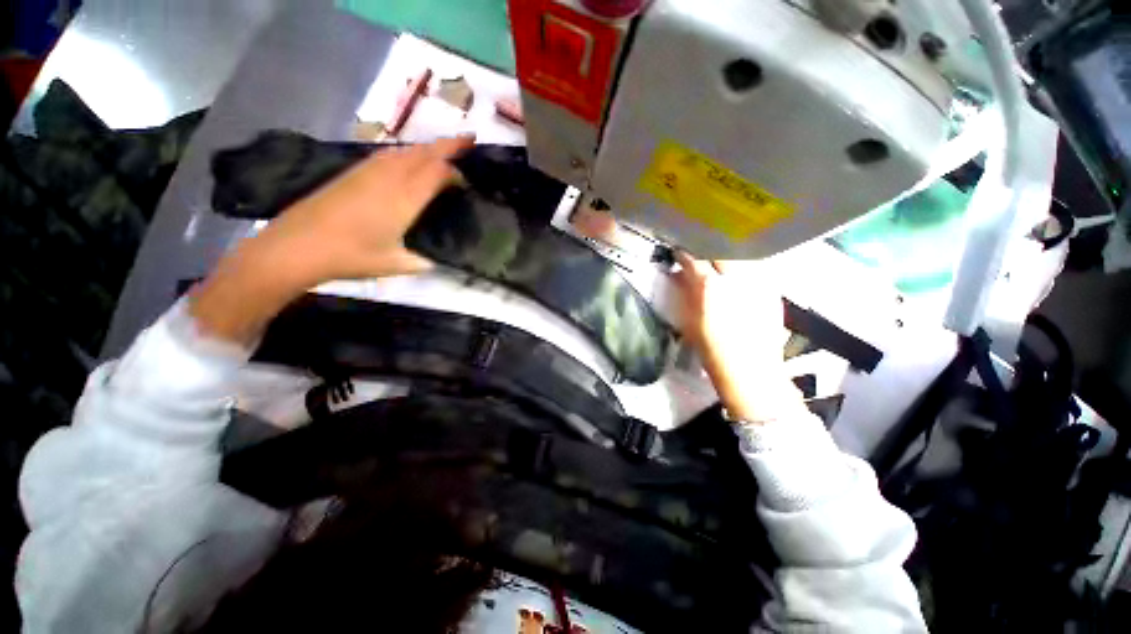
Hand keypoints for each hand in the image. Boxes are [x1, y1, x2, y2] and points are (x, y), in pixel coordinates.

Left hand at [255, 136, 473, 282]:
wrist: (297, 245)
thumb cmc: (351, 256)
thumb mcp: (395, 264)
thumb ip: (421, 261)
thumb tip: (434, 261)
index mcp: (404, 198)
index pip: (438, 171)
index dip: (456, 172)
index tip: (466, 182)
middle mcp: (389, 177)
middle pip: (424, 152)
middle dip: (449, 144)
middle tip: (469, 140)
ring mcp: (369, 171)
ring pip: (405, 150)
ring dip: (427, 148)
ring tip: (443, 151)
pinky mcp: (354, 172)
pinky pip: (388, 154)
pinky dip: (407, 153)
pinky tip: (408, 161)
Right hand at [672, 251, 799, 423]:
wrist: (750, 370)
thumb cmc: (712, 349)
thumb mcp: (690, 320)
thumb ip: (686, 292)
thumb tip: (680, 274)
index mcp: (710, 288)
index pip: (694, 259)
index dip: (685, 252)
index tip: (679, 251)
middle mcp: (737, 278)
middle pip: (721, 248)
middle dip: (707, 247)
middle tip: (699, 251)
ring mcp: (759, 282)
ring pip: (741, 254)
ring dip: (727, 253)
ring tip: (719, 259)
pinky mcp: (773, 289)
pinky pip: (756, 267)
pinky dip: (744, 265)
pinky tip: (738, 275)